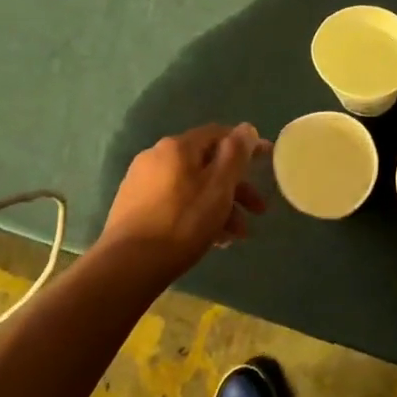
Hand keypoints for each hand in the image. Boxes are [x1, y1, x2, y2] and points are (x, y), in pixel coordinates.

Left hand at [96, 123, 269, 277]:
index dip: (247, 145)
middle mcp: (157, 157)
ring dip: (220, 206)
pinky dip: (198, 214)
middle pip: (207, 164)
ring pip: (193, 187)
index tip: (269, 161)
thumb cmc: (183, 223)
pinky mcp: (134, 208)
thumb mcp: (219, 187)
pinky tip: (211, 239)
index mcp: (177, 147)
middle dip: (236, 187)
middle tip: (258, 211)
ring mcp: (142, 183)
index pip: (219, 134)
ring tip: (235, 236)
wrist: (127, 267)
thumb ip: (236, 154)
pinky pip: (176, 202)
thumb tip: (246, 128)